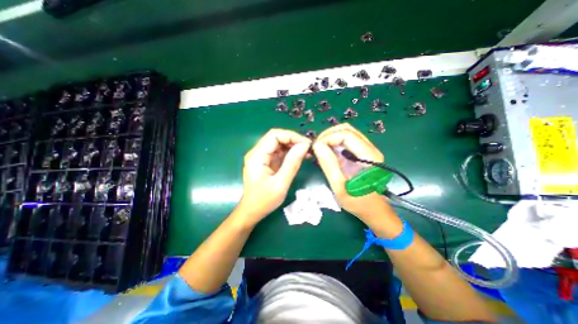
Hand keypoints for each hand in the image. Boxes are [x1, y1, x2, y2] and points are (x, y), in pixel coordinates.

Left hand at [237, 128, 310, 223]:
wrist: (252, 211)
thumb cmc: (264, 200)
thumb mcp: (281, 183)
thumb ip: (292, 163)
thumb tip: (304, 146)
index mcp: (257, 156)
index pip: (274, 135)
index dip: (291, 136)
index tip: (306, 144)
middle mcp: (257, 153)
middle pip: (276, 138)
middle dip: (293, 140)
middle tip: (308, 148)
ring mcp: (261, 157)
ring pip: (279, 144)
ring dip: (293, 146)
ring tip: (307, 152)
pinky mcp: (266, 161)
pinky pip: (279, 152)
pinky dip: (290, 153)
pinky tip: (300, 156)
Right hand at [312, 124, 386, 219]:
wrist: (373, 209)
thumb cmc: (357, 202)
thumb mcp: (340, 186)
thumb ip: (329, 165)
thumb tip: (317, 146)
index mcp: (368, 156)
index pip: (345, 134)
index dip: (327, 138)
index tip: (315, 149)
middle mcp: (370, 148)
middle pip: (347, 129)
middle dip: (328, 135)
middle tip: (316, 147)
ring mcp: (367, 149)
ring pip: (347, 132)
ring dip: (331, 137)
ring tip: (320, 148)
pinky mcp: (362, 153)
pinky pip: (347, 140)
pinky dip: (335, 142)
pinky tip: (327, 151)